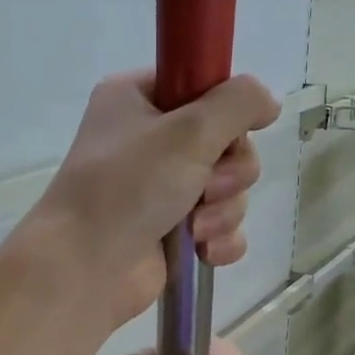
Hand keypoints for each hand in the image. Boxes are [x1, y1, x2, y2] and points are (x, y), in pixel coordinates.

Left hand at [28, 72, 279, 326]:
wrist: (85, 268)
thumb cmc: (128, 187)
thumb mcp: (189, 130)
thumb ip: (239, 103)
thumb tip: (268, 102)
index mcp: (138, 99)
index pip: (202, 87)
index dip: (226, 111)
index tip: (234, 131)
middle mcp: (148, 140)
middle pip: (226, 142)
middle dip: (229, 172)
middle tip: (207, 188)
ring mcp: (160, 189)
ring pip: (228, 189)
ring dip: (223, 210)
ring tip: (195, 229)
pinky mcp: (173, 232)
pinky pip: (221, 227)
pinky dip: (220, 239)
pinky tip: (204, 252)